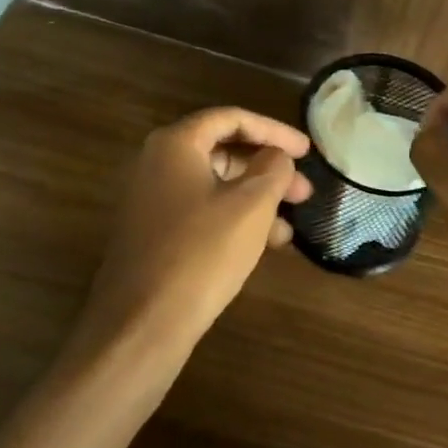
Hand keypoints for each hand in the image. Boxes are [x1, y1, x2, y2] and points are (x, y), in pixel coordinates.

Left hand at [79, 108, 312, 353]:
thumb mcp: (251, 205)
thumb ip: (273, 169)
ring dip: (256, 199)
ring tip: (291, 225)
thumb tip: (278, 156)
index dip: (275, 130)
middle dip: (268, 169)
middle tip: (304, 191)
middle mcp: (157, 164)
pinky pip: (202, 213)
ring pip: (216, 186)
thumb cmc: (201, 253)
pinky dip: (235, 220)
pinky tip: (265, 246)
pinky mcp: (153, 236)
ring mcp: (151, 202)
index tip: (307, 151)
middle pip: (223, 151)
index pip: (232, 118)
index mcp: (175, 144)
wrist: (140, 328)